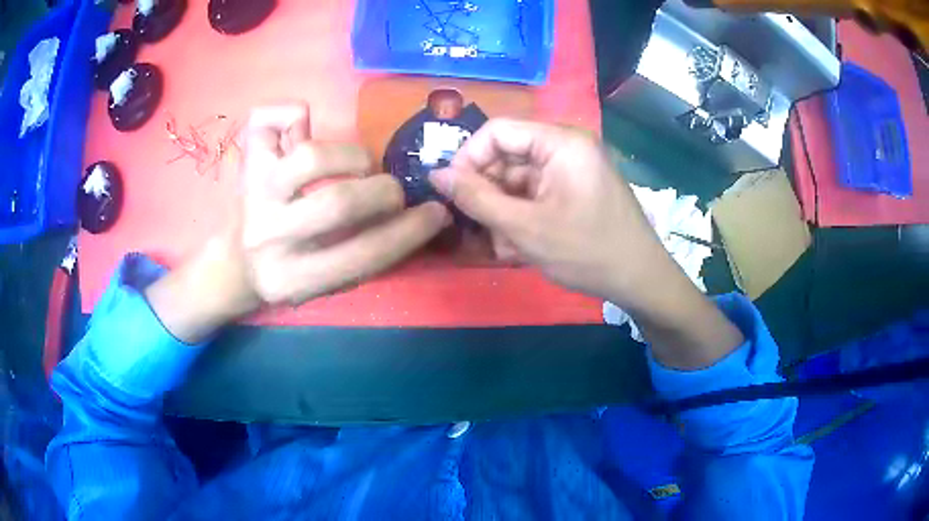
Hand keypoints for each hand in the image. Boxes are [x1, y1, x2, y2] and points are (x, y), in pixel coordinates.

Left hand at [235, 104, 448, 306]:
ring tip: (360, 165)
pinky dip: (293, 114)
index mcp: (293, 278)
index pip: (361, 256)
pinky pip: (269, 120)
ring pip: (310, 155)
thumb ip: (366, 257)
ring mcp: (254, 194)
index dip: (408, 233)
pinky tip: (303, 129)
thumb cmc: (291, 274)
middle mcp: (270, 236)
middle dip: (383, 192)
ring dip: (351, 155)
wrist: (237, 264)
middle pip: (338, 202)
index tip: (437, 214)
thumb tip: (421, 218)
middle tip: (392, 192)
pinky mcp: (245, 164)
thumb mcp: (328, 285)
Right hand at [432, 119, 743, 368]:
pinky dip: (522, 216)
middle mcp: (567, 146)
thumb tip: (436, 175)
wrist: (640, 280)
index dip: (468, 158)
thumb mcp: (525, 228)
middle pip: (508, 155)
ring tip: (502, 245)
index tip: (451, 193)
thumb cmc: (587, 252)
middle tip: (476, 227)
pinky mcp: (575, 188)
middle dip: (487, 192)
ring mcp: (572, 168)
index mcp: (561, 142)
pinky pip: (536, 193)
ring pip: (519, 179)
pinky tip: (519, 245)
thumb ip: (476, 198)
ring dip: (503, 210)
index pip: (497, 131)